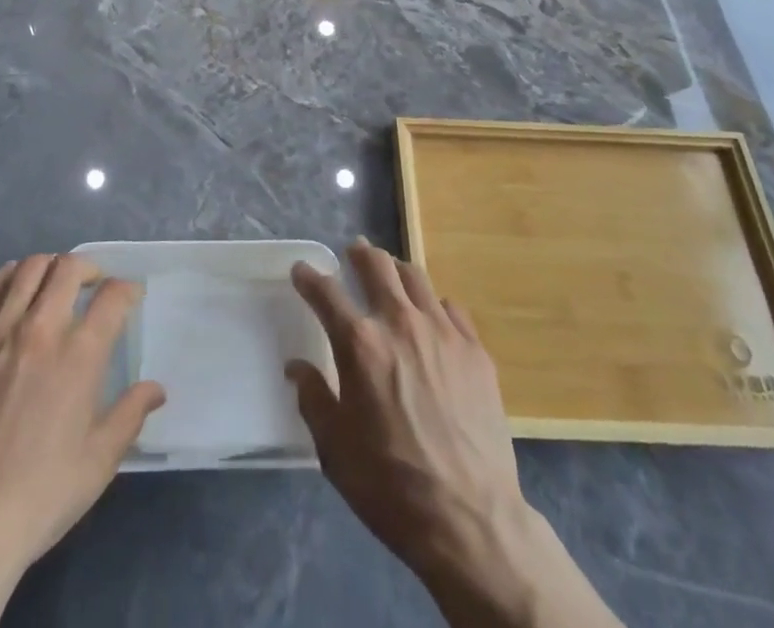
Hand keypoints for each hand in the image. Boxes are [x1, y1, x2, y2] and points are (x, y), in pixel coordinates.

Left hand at [0, 254, 164, 627]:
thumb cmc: (41, 494)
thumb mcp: (99, 461)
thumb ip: (130, 414)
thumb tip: (156, 388)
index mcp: (80, 355)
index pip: (112, 297)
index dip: (127, 289)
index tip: (129, 297)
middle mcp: (41, 329)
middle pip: (69, 268)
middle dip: (89, 268)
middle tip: (93, 284)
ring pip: (28, 269)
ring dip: (49, 267)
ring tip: (54, 282)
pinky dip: (6, 277)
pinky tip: (12, 287)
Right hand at [288, 240, 622, 627]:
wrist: (471, 520)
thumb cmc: (391, 485)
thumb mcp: (335, 449)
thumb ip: (313, 398)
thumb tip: (297, 368)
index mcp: (360, 343)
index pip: (326, 292)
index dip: (309, 277)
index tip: (302, 270)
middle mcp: (400, 323)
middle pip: (377, 265)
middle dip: (360, 254)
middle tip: (354, 253)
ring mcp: (443, 333)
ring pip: (416, 277)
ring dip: (396, 271)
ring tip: (391, 276)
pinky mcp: (476, 351)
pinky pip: (451, 308)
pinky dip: (434, 305)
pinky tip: (432, 319)